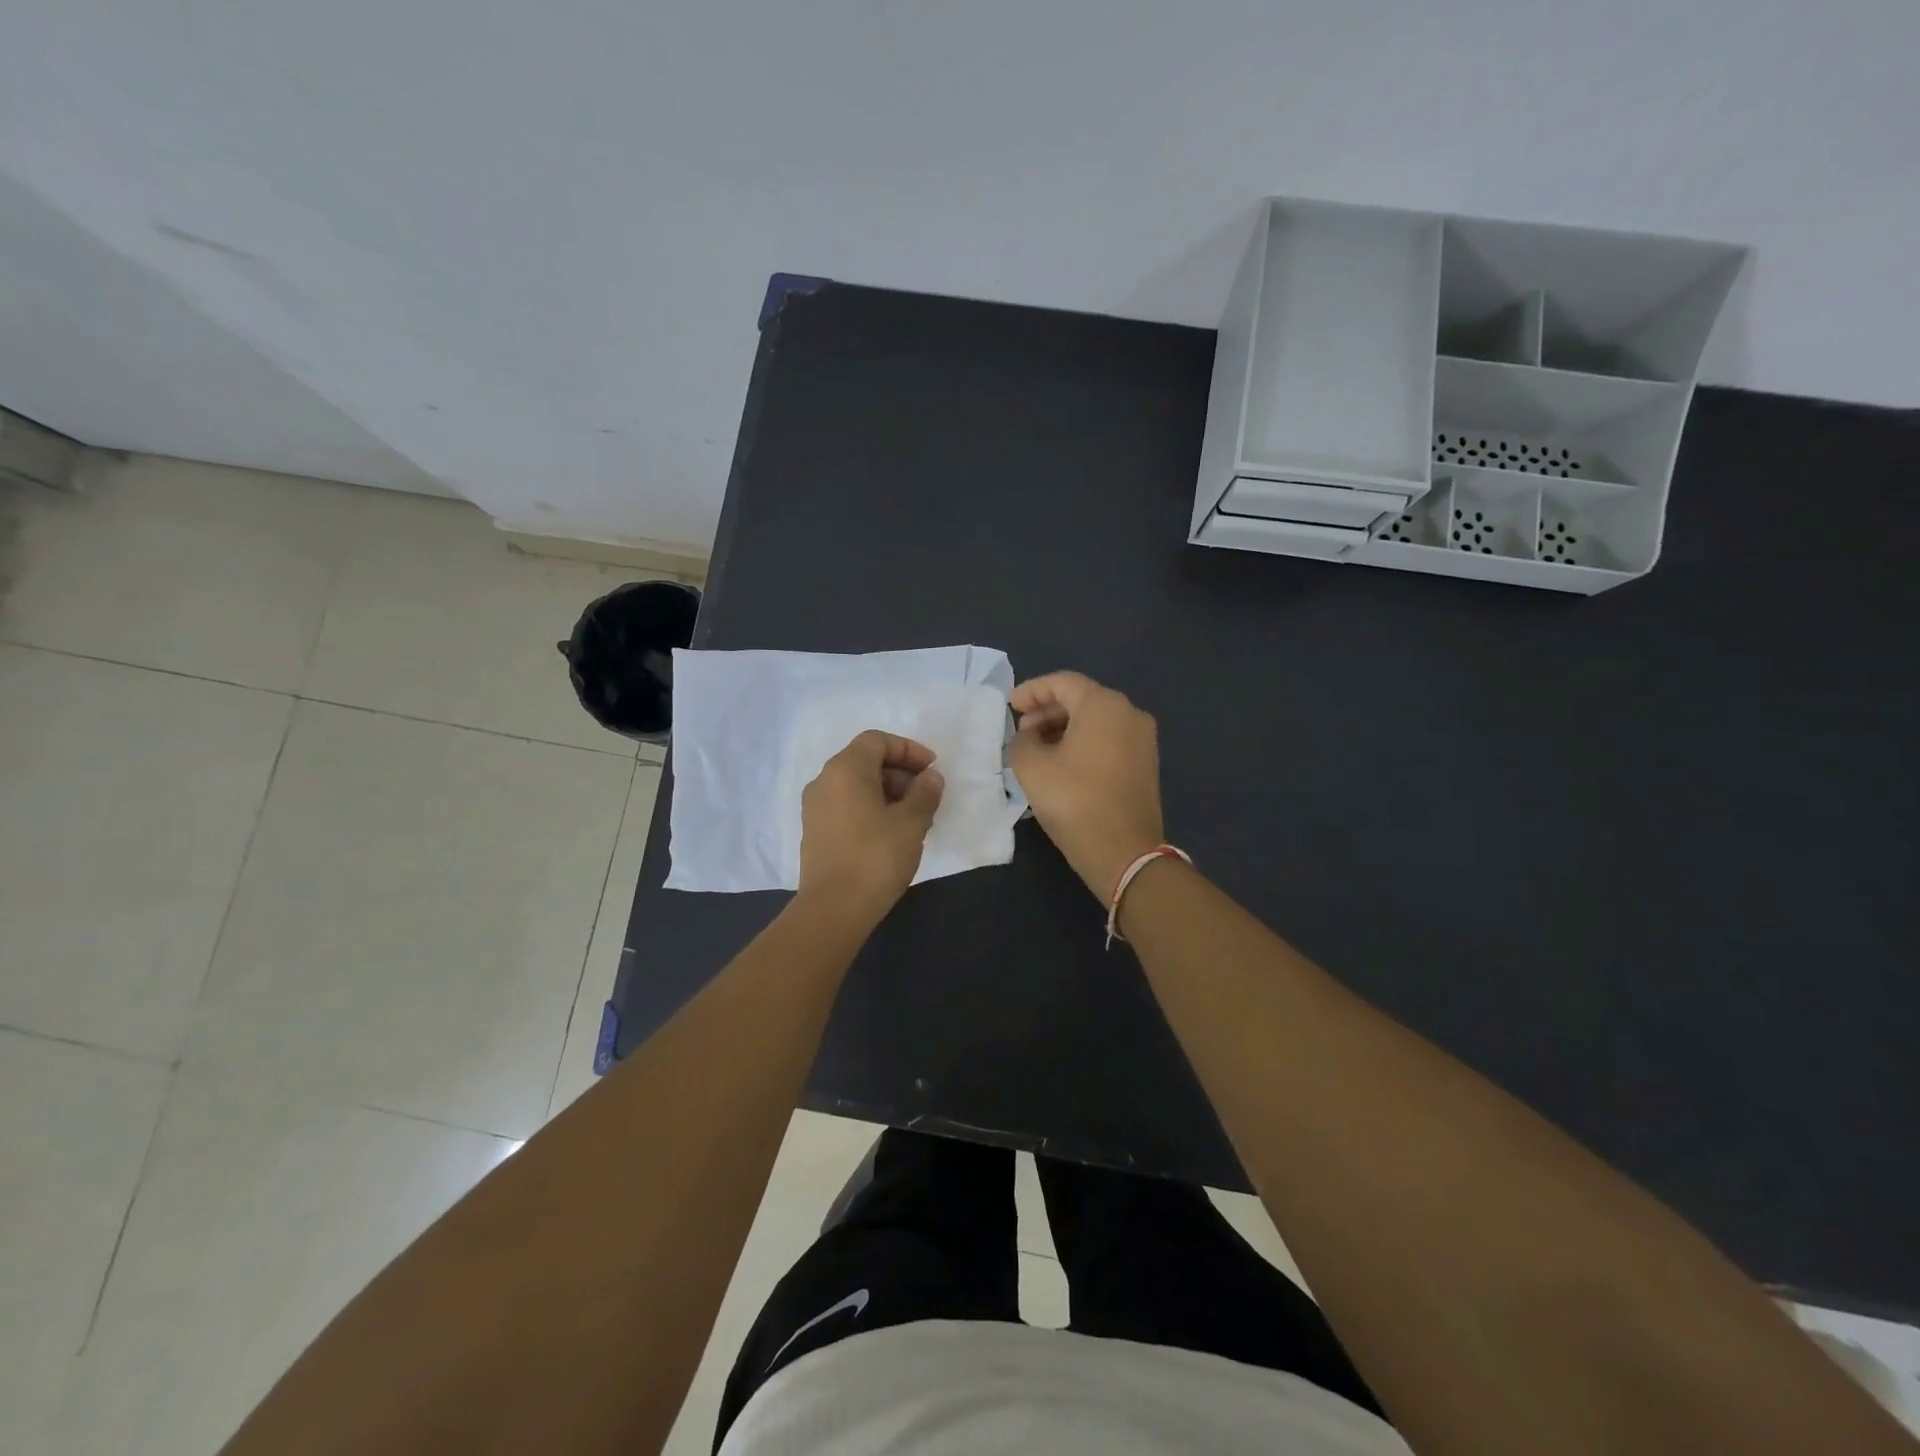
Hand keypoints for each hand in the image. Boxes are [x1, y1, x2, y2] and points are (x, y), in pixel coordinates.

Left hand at [798, 730, 945, 921]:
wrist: (833, 908)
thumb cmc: (875, 857)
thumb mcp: (911, 822)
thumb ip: (925, 793)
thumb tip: (931, 778)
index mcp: (845, 770)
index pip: (877, 741)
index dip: (908, 750)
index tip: (932, 770)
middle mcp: (824, 781)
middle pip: (865, 761)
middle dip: (900, 773)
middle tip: (927, 796)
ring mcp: (815, 808)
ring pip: (856, 786)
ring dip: (888, 792)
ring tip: (914, 818)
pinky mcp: (815, 832)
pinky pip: (847, 806)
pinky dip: (871, 808)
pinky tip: (892, 834)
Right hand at [1007, 671, 1164, 900]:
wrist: (1124, 853)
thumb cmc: (1074, 801)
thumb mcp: (1032, 767)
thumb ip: (1021, 741)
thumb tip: (1028, 738)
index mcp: (1104, 705)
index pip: (1062, 682)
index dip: (1031, 691)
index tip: (1009, 706)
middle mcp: (1130, 713)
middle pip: (1082, 699)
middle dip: (1047, 711)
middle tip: (1021, 731)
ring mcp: (1142, 740)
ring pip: (1096, 721)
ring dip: (1063, 728)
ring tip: (1036, 749)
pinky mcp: (1145, 764)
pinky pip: (1108, 740)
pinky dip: (1083, 743)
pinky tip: (1061, 764)